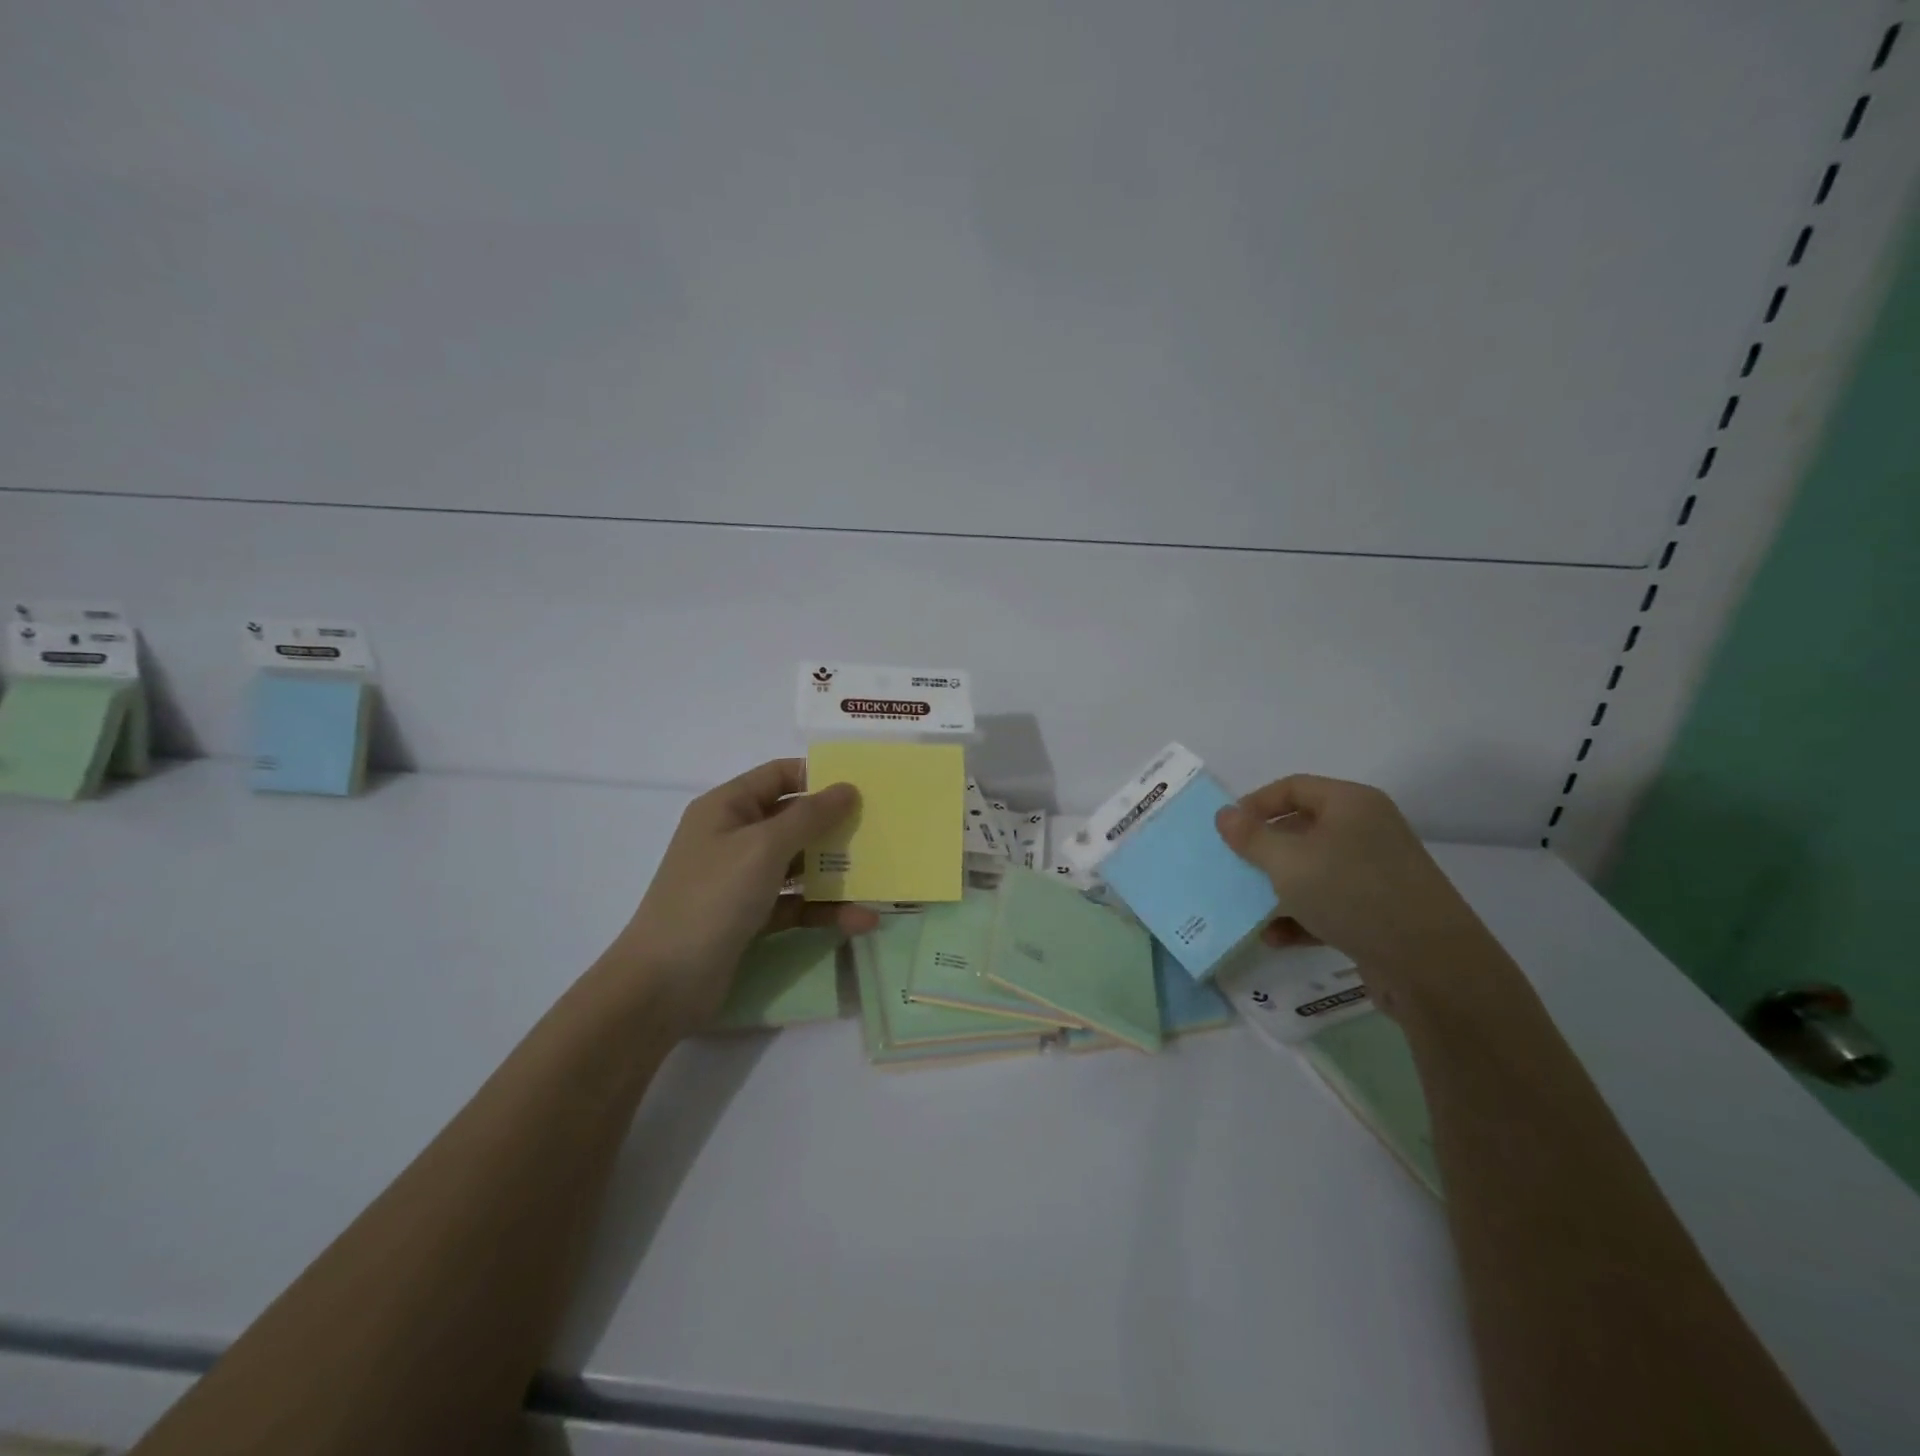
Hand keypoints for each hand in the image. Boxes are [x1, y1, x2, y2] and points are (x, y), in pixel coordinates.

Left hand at [605, 759, 879, 1032]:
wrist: (664, 984)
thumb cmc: (712, 897)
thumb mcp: (763, 847)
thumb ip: (809, 816)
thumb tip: (848, 788)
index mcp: (727, 807)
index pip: (778, 776)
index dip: (818, 776)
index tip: (863, 786)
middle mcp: (734, 837)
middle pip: (794, 820)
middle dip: (836, 826)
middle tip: (881, 831)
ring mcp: (742, 880)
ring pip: (799, 864)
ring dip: (837, 872)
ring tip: (881, 879)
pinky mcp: (752, 917)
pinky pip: (797, 903)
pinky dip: (825, 909)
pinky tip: (862, 920)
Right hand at [1215, 774, 1497, 1012]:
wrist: (1432, 967)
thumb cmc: (1352, 894)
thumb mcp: (1288, 862)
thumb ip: (1251, 837)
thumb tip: (1224, 814)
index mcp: (1351, 804)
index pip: (1292, 787)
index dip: (1255, 804)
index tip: (1226, 830)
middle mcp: (1367, 831)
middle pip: (1302, 828)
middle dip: (1263, 850)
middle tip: (1232, 867)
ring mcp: (1376, 873)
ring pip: (1313, 870)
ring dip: (1278, 888)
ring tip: (1248, 906)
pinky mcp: (1380, 912)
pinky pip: (1329, 903)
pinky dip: (1301, 917)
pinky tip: (1275, 938)